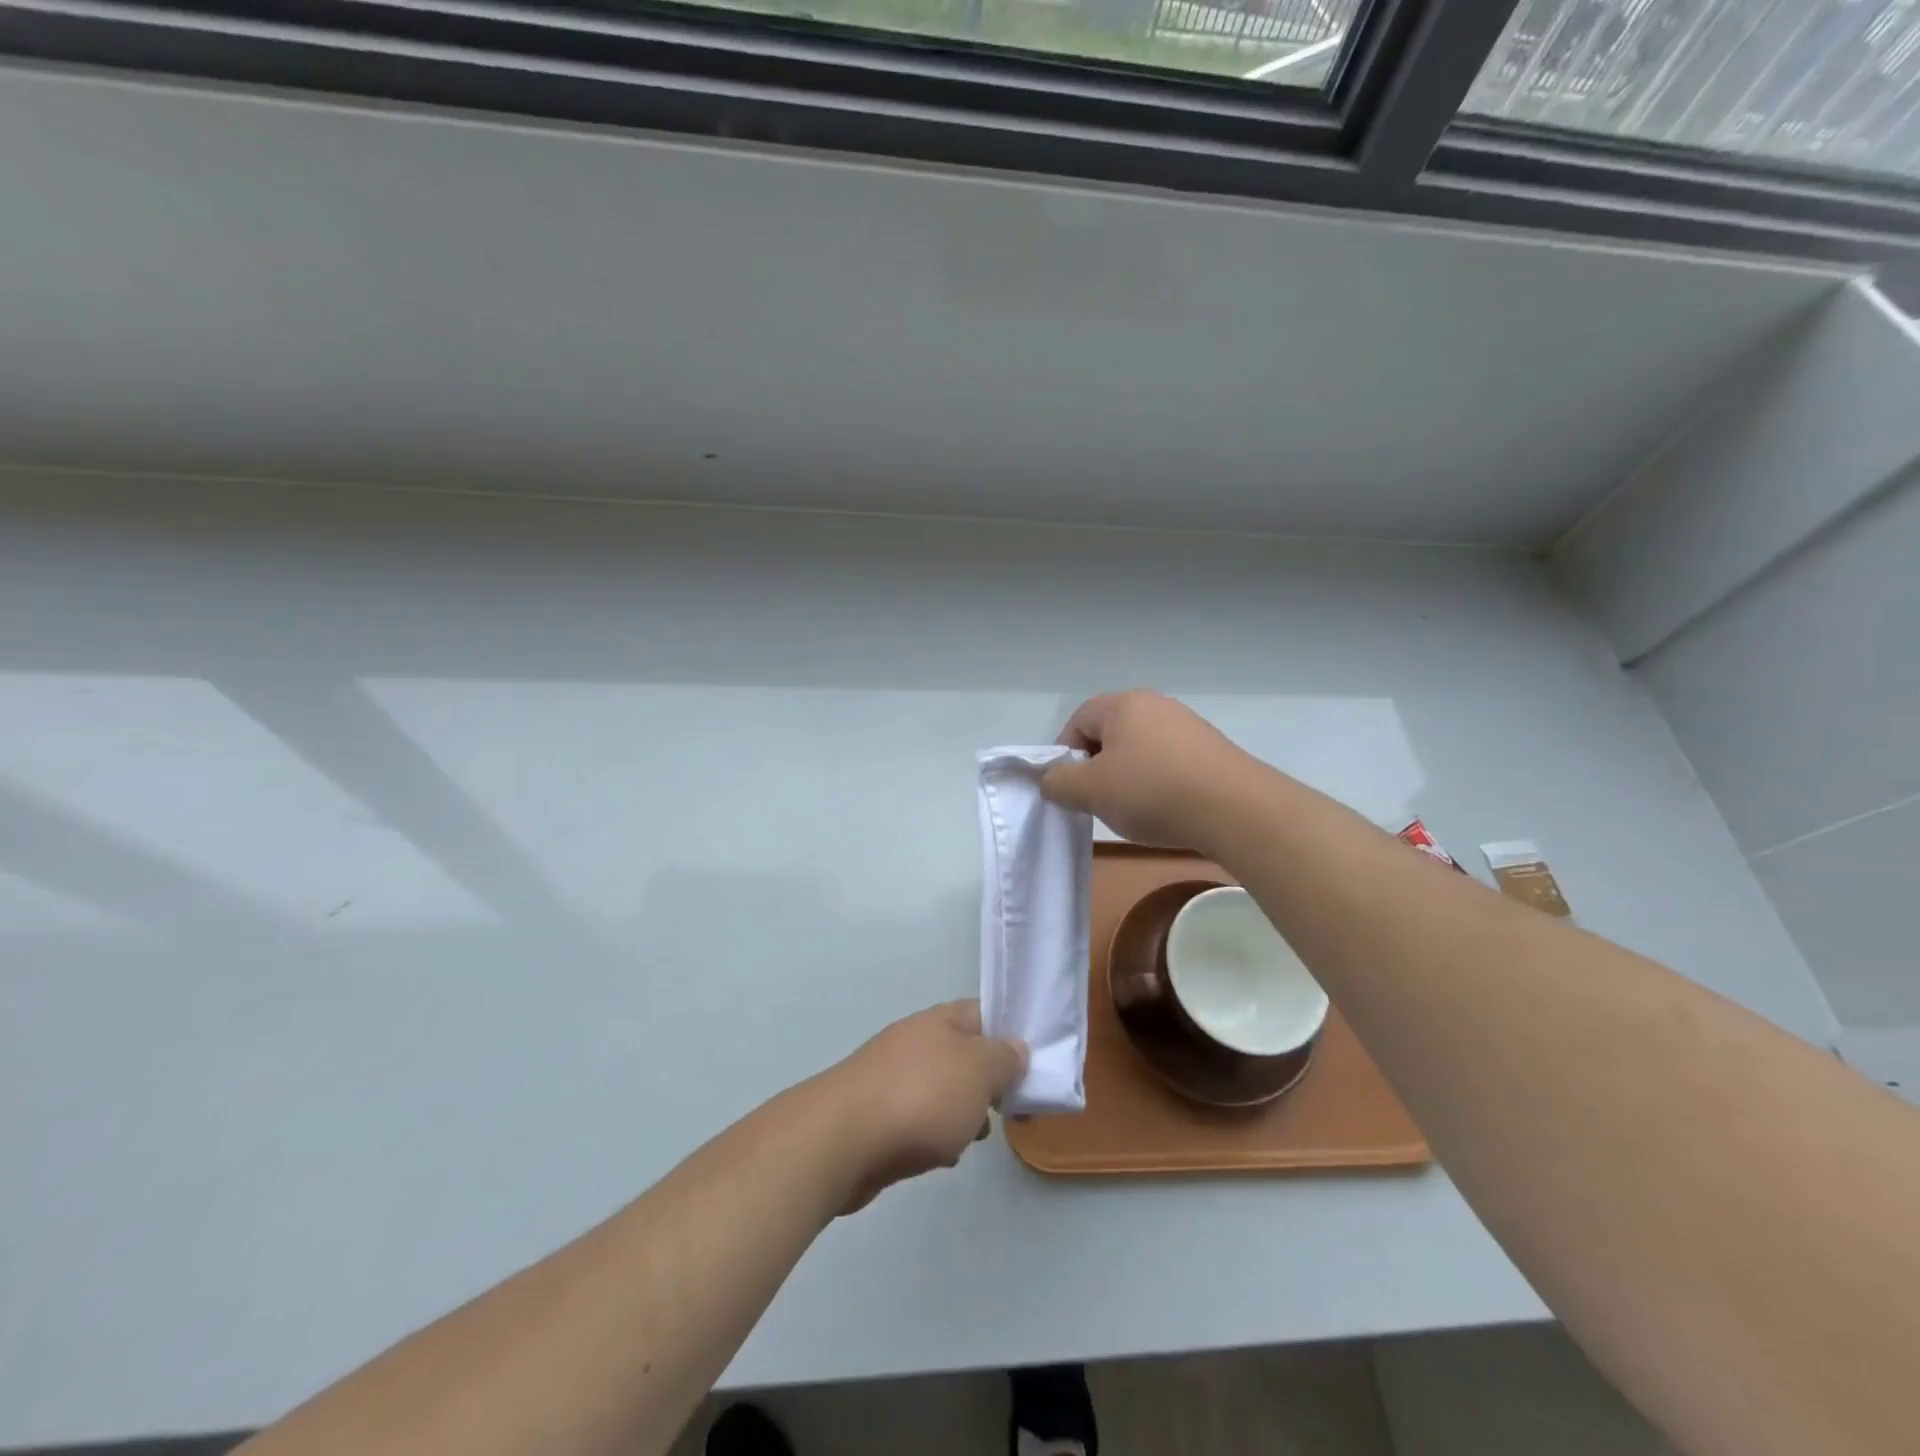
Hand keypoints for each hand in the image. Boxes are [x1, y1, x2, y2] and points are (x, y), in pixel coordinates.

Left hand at [824, 1000, 1026, 1214]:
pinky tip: (942, 1156)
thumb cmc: (921, 1097)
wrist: (841, 1141)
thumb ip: (1004, 1058)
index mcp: (940, 1020)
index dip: (1009, 1031)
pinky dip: (934, 1133)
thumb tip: (1015, 1047)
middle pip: (963, 1052)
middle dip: (987, 1080)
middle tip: (1009, 1107)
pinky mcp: (875, 1113)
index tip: (1031, 1061)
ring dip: (962, 1110)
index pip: (983, 1012)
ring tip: (978, 1136)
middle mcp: (915, 1040)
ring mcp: (892, 1076)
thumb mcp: (979, 1072)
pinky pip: (918, 1117)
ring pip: (941, 1087)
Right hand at [1040, 691, 1258, 850]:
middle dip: (1097, 768)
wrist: (1236, 810)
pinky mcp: (1212, 749)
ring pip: (1140, 750)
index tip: (1070, 789)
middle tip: (1099, 801)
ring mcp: (1188, 725)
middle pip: (1110, 734)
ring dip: (1128, 778)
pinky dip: (1159, 783)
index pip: (1077, 721)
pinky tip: (1167, 809)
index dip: (1065, 756)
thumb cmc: (1153, 792)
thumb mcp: (1090, 791)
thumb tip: (1052, 779)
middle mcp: (1156, 705)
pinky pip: (1170, 762)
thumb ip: (1058, 782)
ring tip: (1135, 810)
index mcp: (1123, 704)